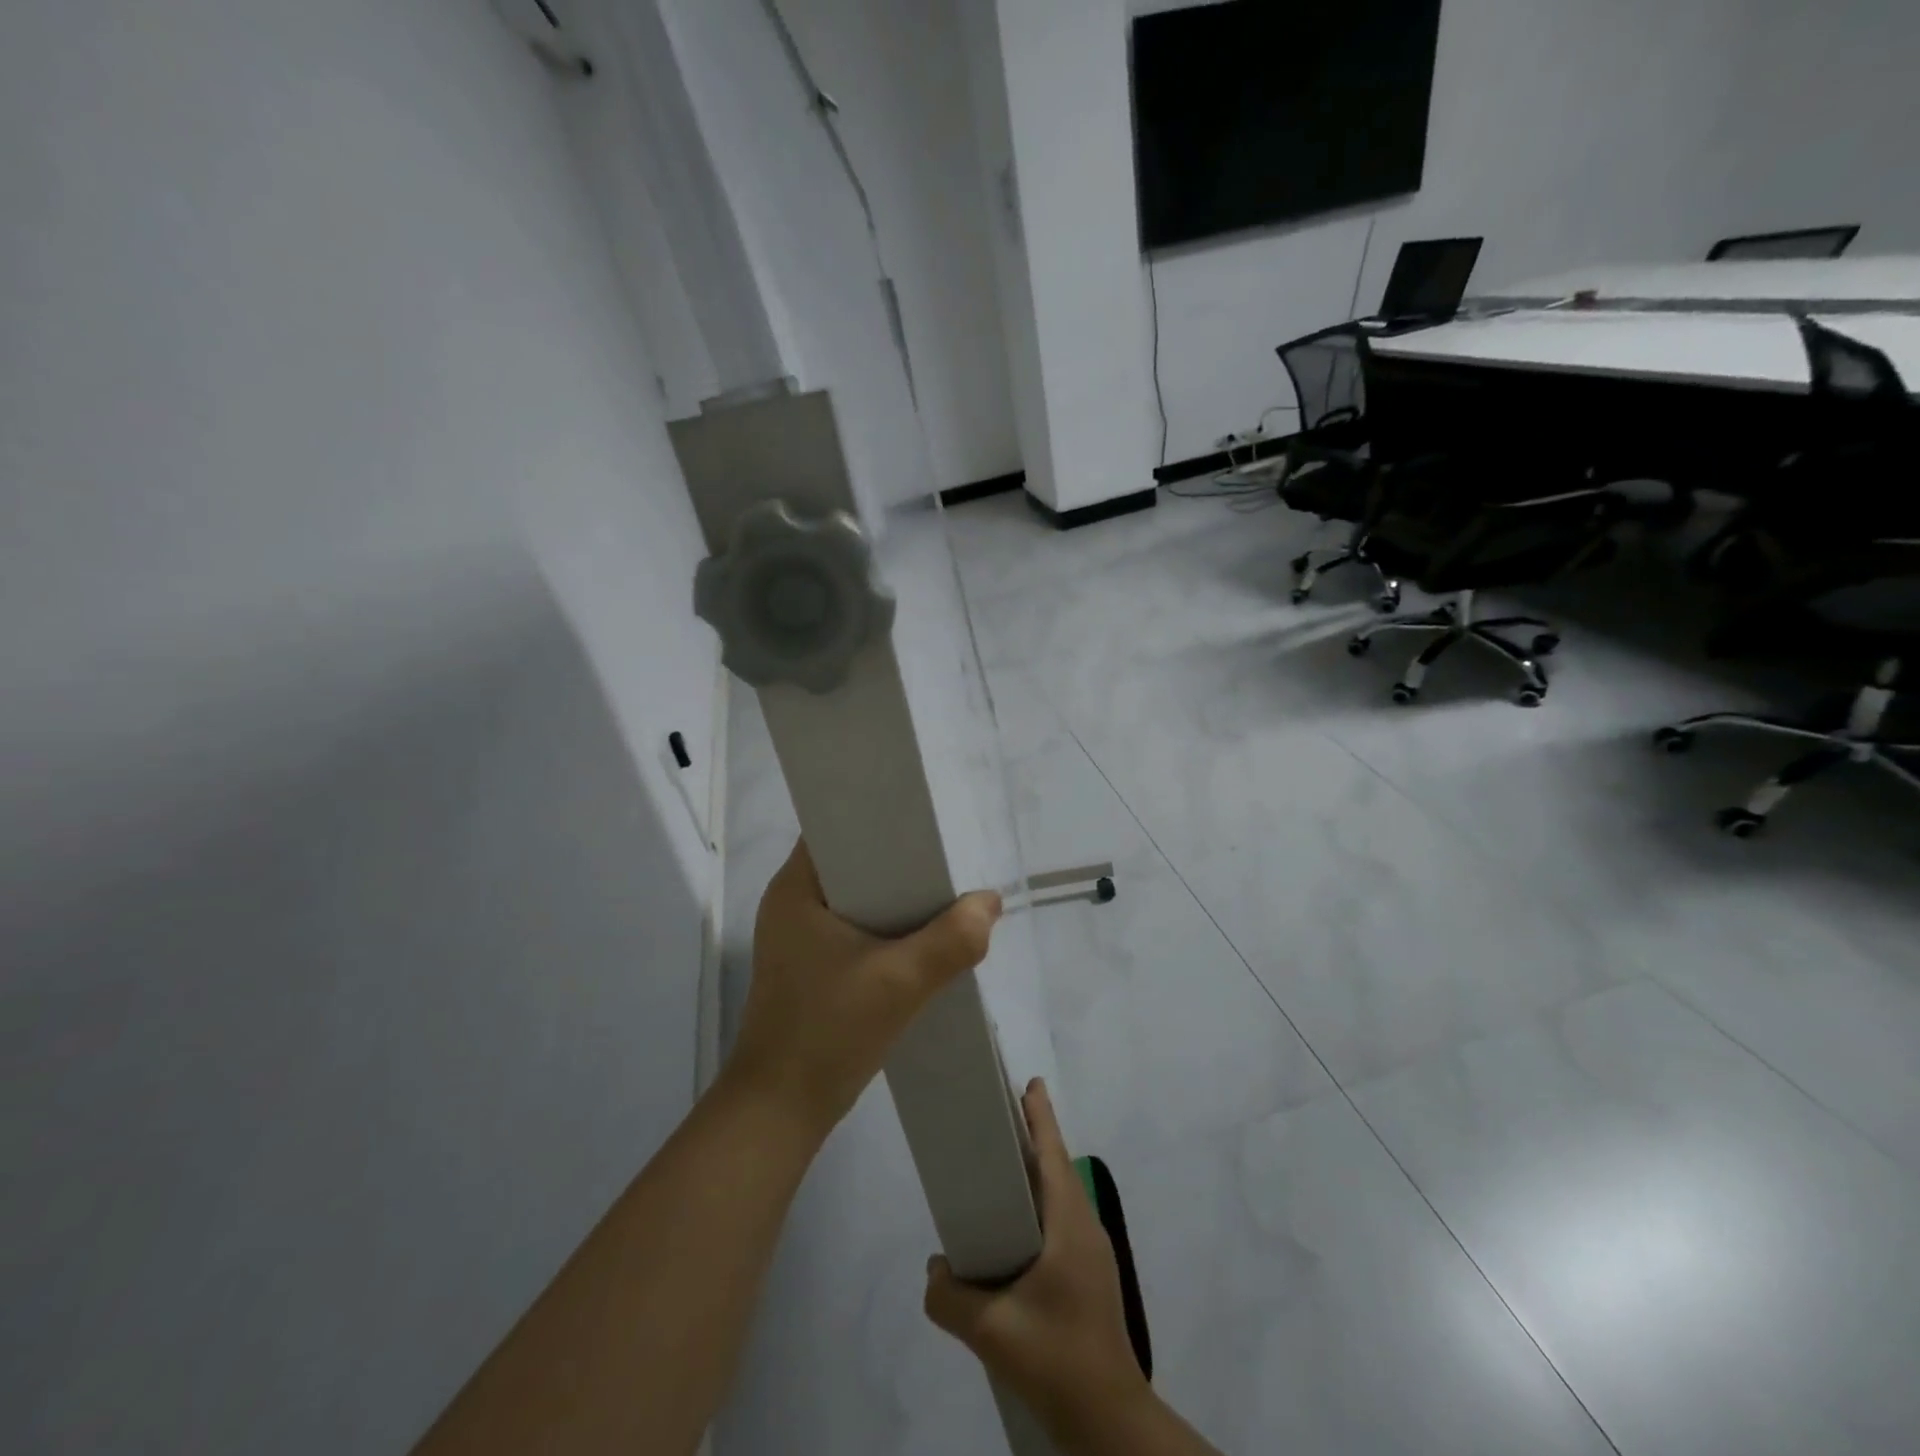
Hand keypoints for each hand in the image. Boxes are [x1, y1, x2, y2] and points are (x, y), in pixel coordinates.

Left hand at [724, 840, 1002, 1136]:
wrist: (781, 1111)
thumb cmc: (828, 1032)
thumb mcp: (900, 983)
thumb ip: (952, 940)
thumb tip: (989, 902)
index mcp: (796, 888)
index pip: (837, 825)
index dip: (880, 816)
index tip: (926, 820)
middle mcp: (793, 902)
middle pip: (854, 861)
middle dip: (901, 860)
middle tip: (948, 858)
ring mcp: (799, 936)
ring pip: (859, 896)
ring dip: (898, 897)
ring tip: (945, 892)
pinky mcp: (812, 965)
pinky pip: (857, 926)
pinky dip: (888, 927)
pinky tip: (923, 937)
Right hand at [924, 1080, 1151, 1441]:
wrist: (1108, 1418)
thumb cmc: (1056, 1357)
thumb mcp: (992, 1331)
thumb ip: (951, 1298)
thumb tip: (933, 1271)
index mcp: (1069, 1224)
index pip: (1054, 1154)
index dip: (1040, 1116)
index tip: (1028, 1083)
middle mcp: (1085, 1228)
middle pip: (1058, 1168)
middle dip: (1033, 1138)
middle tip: (1000, 1118)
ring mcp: (1092, 1253)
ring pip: (1061, 1196)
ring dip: (1037, 1174)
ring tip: (1000, 1169)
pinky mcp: (1090, 1276)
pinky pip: (1062, 1221)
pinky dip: (1040, 1205)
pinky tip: (1015, 1230)